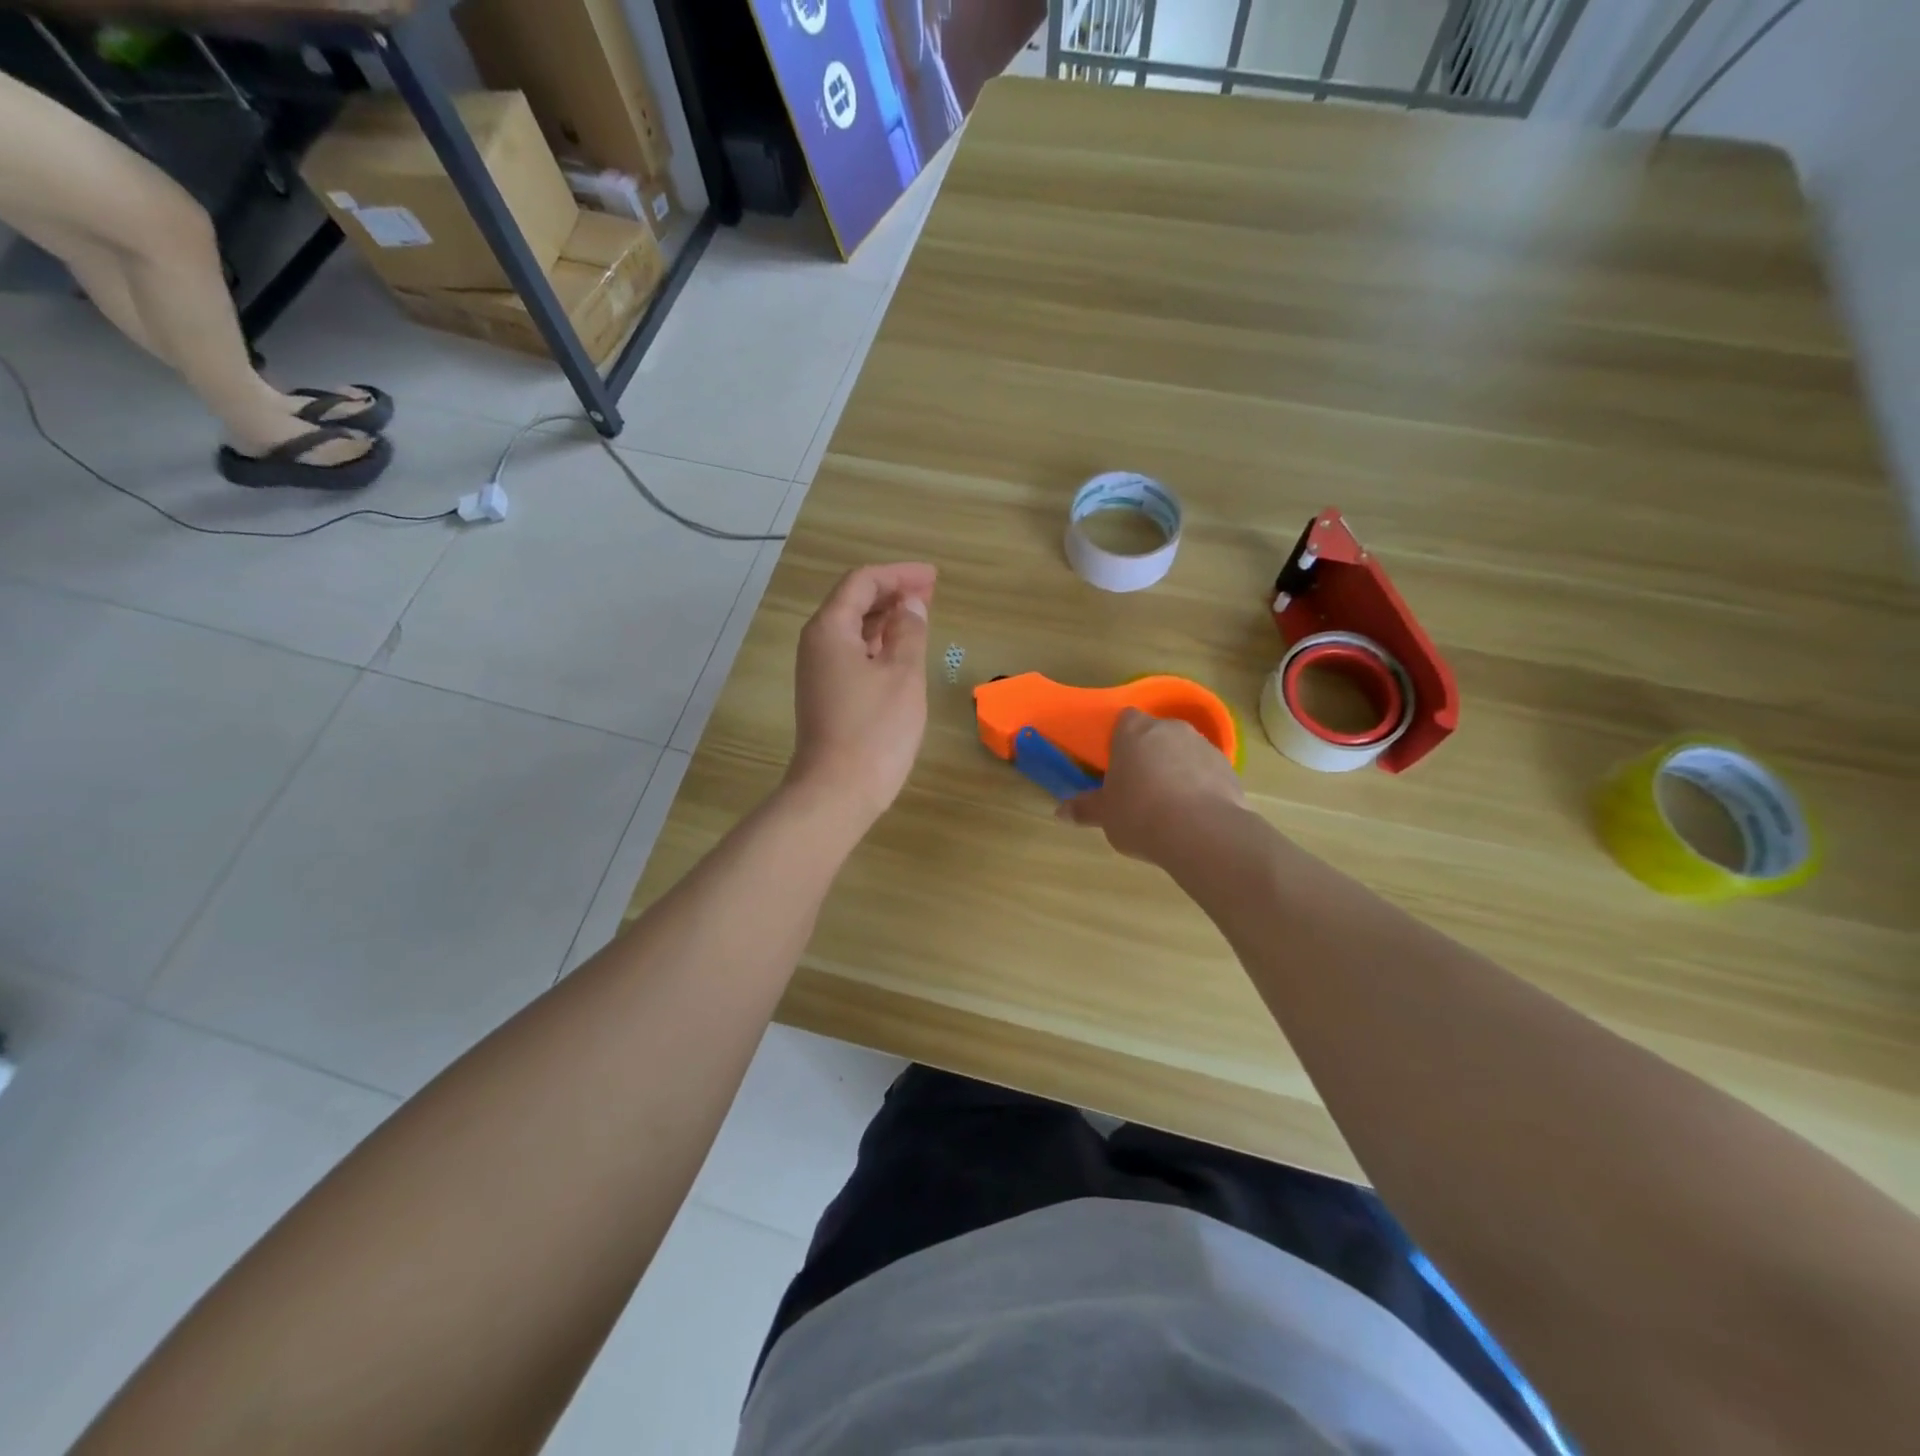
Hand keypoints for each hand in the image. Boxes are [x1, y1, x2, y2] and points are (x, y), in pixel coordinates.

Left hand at [785, 562, 935, 825]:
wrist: (837, 791)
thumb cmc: (875, 730)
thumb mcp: (902, 675)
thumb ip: (909, 631)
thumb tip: (911, 605)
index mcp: (830, 629)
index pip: (862, 582)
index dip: (899, 574)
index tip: (933, 577)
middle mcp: (817, 644)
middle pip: (853, 602)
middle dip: (892, 592)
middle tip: (931, 592)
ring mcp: (819, 671)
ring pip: (853, 629)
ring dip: (886, 618)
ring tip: (921, 615)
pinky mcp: (827, 694)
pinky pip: (853, 654)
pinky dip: (878, 644)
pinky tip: (901, 650)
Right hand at [1057, 709, 1248, 863]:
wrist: (1202, 832)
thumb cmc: (1140, 814)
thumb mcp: (1106, 815)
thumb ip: (1085, 808)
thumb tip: (1060, 812)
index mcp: (1134, 731)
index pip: (1124, 720)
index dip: (1120, 741)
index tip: (1117, 766)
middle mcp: (1170, 728)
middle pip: (1156, 734)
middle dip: (1149, 755)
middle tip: (1139, 788)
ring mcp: (1203, 745)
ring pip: (1183, 752)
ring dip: (1177, 769)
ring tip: (1169, 806)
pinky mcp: (1229, 767)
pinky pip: (1207, 771)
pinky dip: (1200, 785)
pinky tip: (1194, 814)